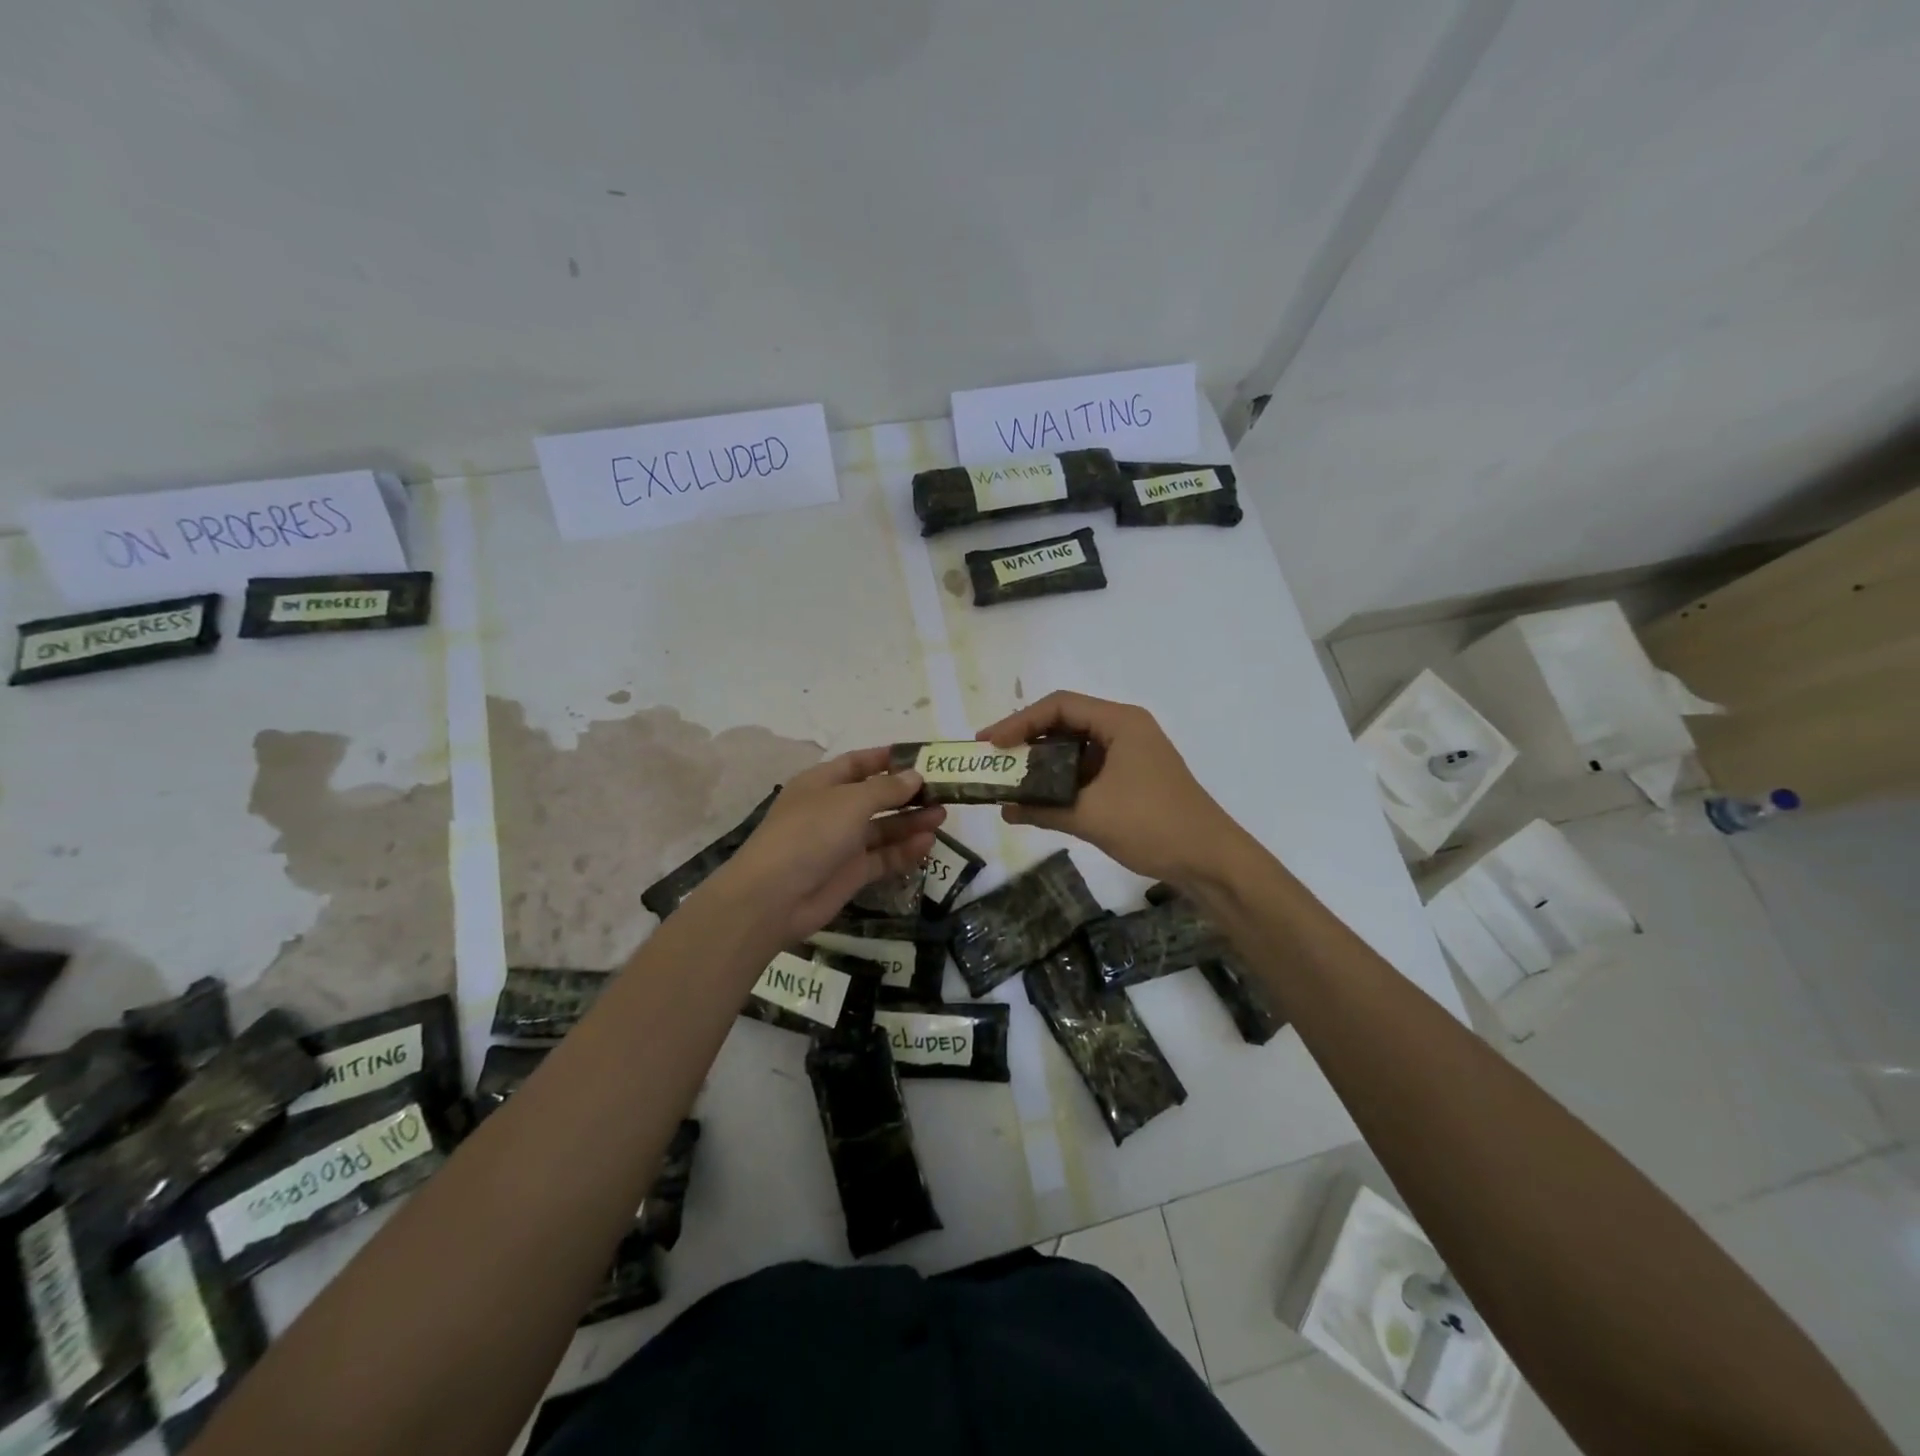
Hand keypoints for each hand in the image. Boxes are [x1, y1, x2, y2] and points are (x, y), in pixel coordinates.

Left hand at [699, 748, 944, 944]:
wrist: (775, 897)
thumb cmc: (810, 833)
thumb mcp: (850, 802)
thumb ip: (886, 789)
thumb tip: (915, 776)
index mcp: (822, 783)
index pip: (859, 763)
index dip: (888, 759)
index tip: (923, 758)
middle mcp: (833, 810)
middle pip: (876, 796)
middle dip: (907, 793)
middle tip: (943, 791)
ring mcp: (842, 843)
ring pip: (883, 828)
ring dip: (911, 821)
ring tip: (943, 816)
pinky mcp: (851, 873)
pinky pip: (883, 857)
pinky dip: (905, 850)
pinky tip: (928, 844)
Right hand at [978, 692, 1241, 886]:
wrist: (1210, 860)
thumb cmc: (1152, 826)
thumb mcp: (1090, 816)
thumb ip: (1043, 809)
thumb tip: (1005, 809)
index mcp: (1120, 723)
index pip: (1059, 706)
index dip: (1019, 721)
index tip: (989, 743)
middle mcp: (1125, 729)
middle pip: (1066, 722)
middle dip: (1028, 740)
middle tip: (994, 758)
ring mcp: (1131, 754)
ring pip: (1076, 747)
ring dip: (1044, 763)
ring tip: (1011, 778)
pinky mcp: (1133, 777)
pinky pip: (1089, 769)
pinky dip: (1063, 781)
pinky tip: (1040, 799)